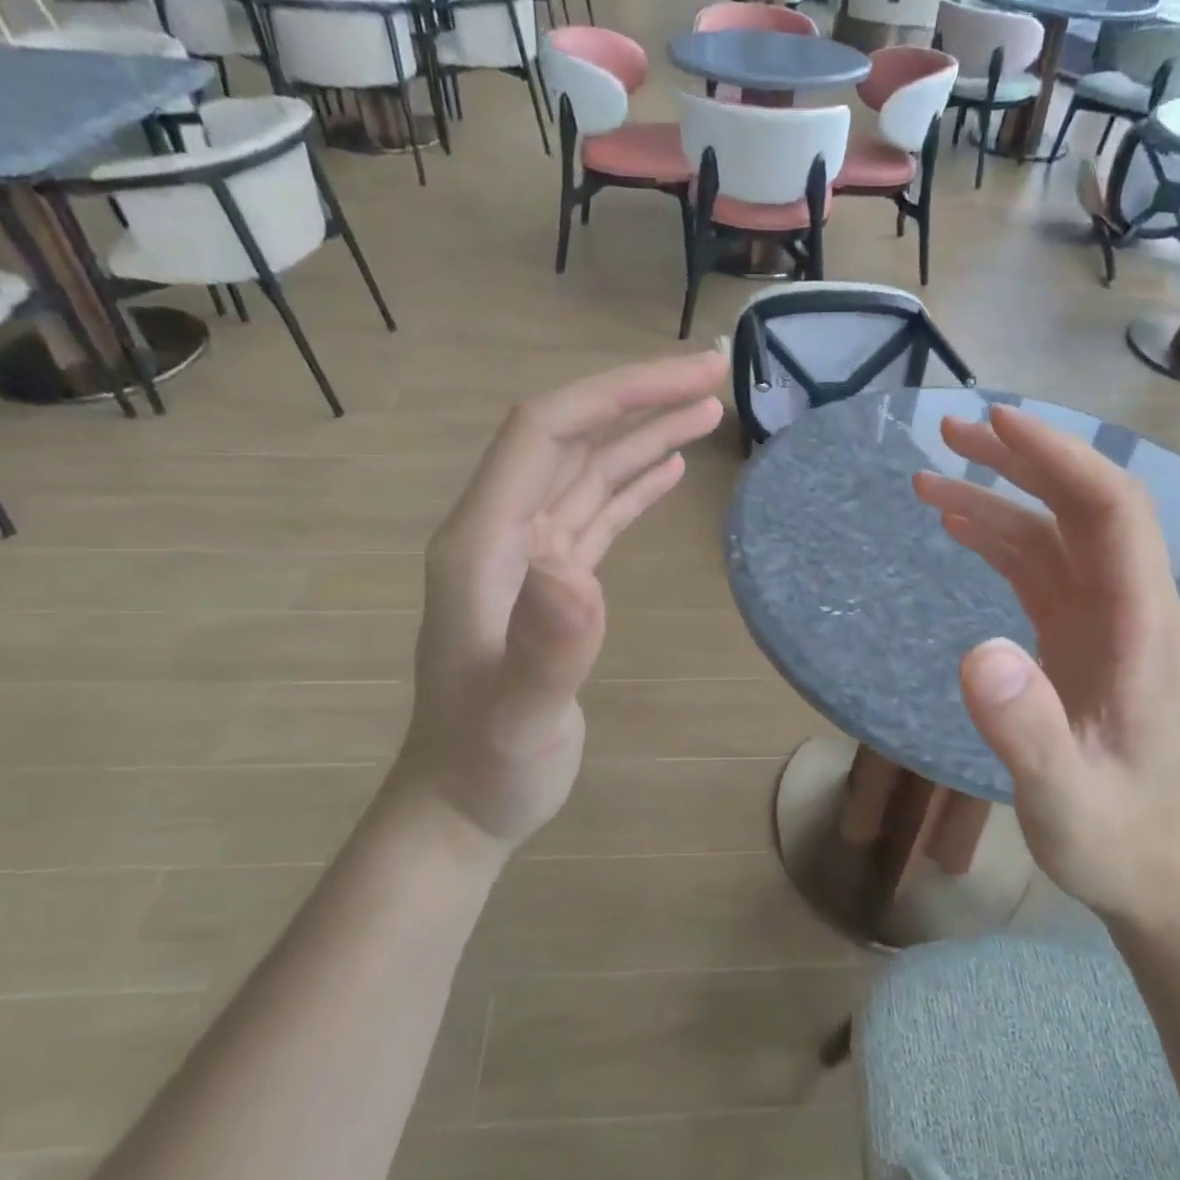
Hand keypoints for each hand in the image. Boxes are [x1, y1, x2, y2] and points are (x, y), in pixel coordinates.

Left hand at [388, 351, 727, 853]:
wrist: (463, 804)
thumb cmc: (487, 765)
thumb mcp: (517, 716)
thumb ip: (545, 647)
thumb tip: (574, 568)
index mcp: (485, 541)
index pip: (545, 432)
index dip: (615, 395)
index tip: (688, 378)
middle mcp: (504, 533)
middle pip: (573, 438)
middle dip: (640, 398)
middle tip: (716, 374)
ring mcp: (530, 558)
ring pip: (589, 472)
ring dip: (644, 435)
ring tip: (707, 408)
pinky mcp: (555, 585)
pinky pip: (597, 514)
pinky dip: (633, 484)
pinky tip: (667, 467)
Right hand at [913, 405, 1179, 924]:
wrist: (1153, 871)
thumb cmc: (1115, 836)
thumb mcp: (1065, 797)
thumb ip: (1026, 730)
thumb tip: (977, 652)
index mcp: (1142, 627)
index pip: (1110, 512)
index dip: (1058, 459)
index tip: (996, 424)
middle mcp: (1129, 607)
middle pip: (1082, 505)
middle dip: (1020, 460)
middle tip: (947, 432)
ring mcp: (1104, 620)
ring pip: (1054, 531)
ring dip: (997, 495)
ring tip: (929, 475)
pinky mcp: (1079, 635)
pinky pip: (1038, 567)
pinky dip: (997, 536)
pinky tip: (957, 525)